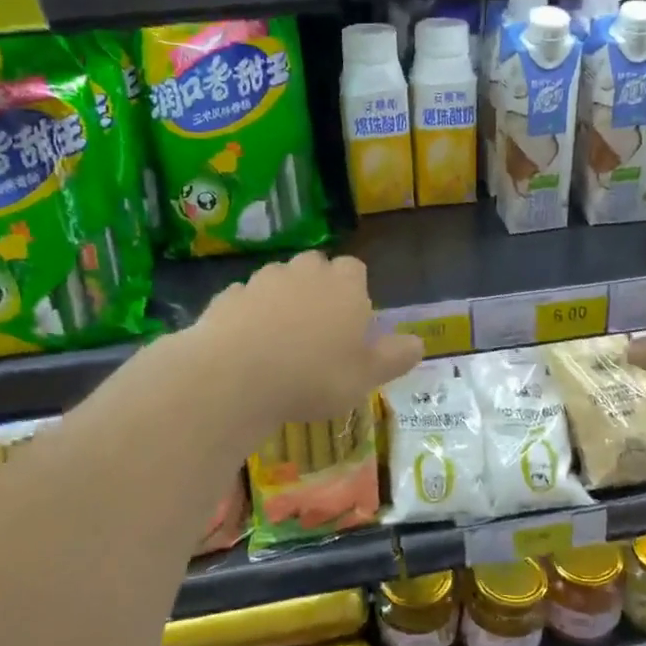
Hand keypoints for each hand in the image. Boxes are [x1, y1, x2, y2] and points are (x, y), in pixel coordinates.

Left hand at [187, 251, 423, 424]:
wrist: (234, 377)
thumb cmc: (313, 376)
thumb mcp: (366, 377)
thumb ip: (394, 357)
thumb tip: (418, 343)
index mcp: (344, 287)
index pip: (355, 270)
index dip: (355, 291)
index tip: (352, 322)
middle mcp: (304, 273)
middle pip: (316, 267)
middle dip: (318, 289)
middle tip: (319, 329)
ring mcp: (261, 281)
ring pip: (278, 280)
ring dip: (282, 300)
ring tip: (281, 340)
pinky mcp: (227, 297)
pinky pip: (245, 300)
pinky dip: (249, 315)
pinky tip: (248, 346)